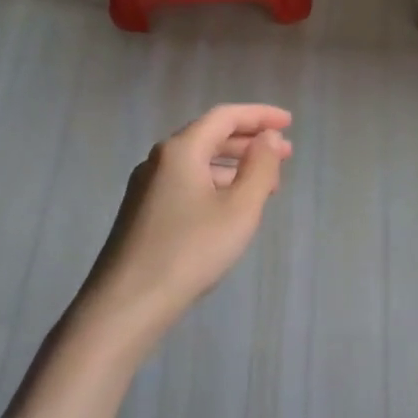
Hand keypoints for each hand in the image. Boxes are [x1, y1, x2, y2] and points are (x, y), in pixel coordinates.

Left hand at [8, 105, 292, 417]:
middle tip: (285, 154)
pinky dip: (216, 185)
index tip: (289, 123)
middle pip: (210, 137)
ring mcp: (147, 187)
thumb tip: (267, 138)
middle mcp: (159, 160)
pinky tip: (231, 207)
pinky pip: (187, 184)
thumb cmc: (191, 250)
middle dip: (250, 142)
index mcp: (181, 150)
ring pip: (198, 163)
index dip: (260, 115)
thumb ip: (260, 168)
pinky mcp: (143, 212)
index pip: (225, 116)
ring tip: (266, 185)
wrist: (128, 302)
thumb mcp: (240, 209)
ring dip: (235, 166)